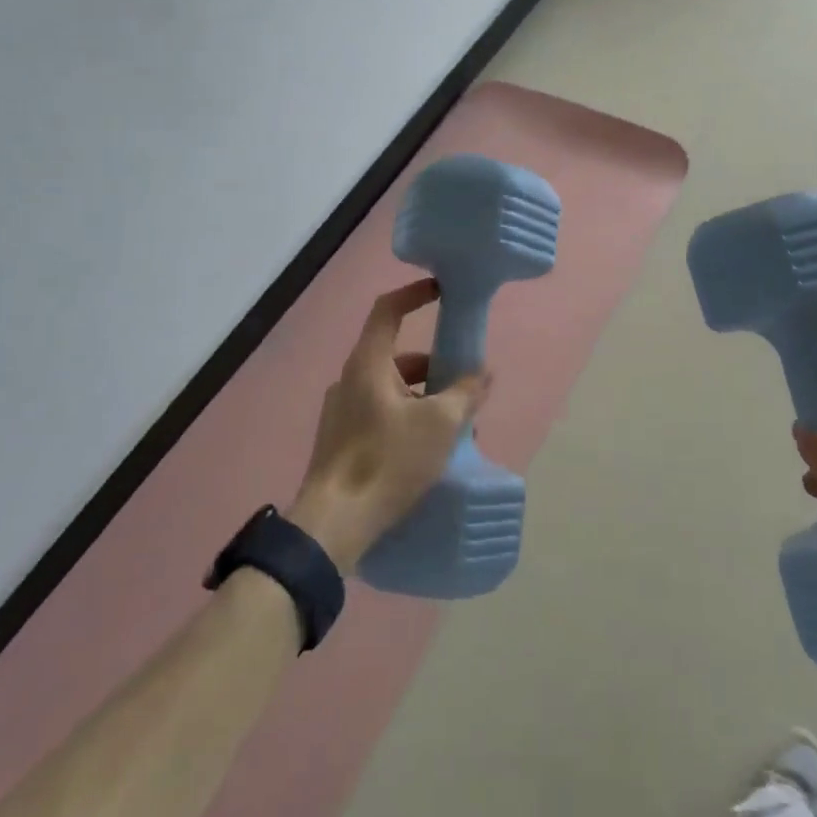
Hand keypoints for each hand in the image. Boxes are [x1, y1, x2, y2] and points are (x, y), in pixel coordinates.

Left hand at [287, 278, 490, 569]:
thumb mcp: (439, 424)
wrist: (334, 524)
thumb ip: (465, 393)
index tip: (441, 291)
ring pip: (392, 390)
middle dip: (434, 365)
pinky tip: (430, 451)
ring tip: (457, 427)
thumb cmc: (388, 461)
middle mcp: (350, 380)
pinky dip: (408, 419)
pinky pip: (382, 414)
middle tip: (464, 384)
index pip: (388, 310)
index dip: (414, 293)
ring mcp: (342, 412)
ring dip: (425, 398)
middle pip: (397, 355)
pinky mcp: (342, 441)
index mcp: (368, 364)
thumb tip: (483, 374)